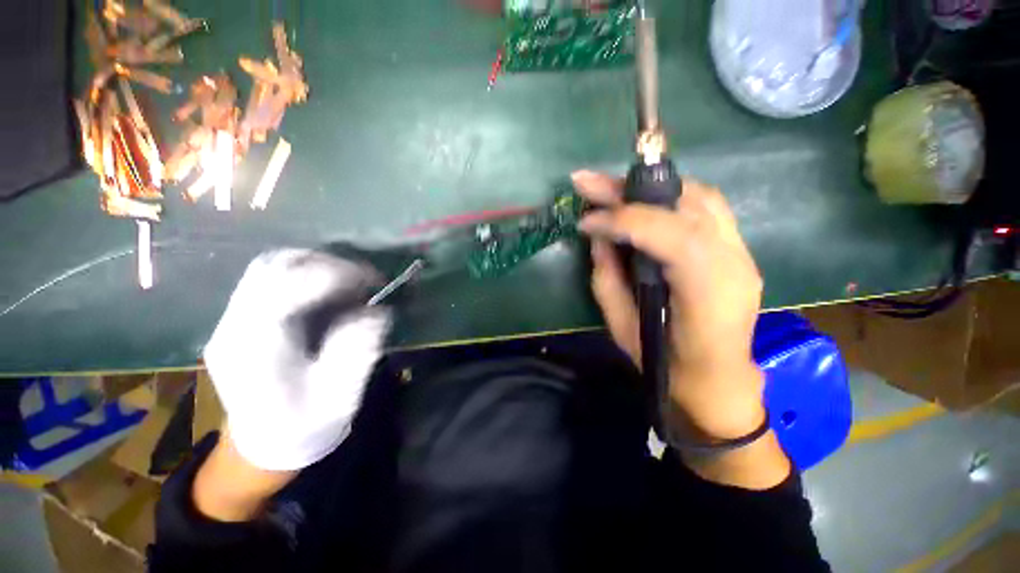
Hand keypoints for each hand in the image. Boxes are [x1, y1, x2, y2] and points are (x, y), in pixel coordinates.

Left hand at [203, 249, 390, 471]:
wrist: (264, 442)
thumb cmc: (303, 425)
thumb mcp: (339, 397)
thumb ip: (357, 352)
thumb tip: (375, 312)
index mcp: (255, 350)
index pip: (285, 289)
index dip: (333, 275)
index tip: (372, 281)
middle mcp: (234, 326)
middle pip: (273, 267)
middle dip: (327, 263)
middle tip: (363, 279)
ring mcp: (232, 320)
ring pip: (270, 267)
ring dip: (317, 265)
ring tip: (351, 281)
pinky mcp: (241, 318)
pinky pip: (272, 279)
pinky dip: (307, 274)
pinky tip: (330, 291)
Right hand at [573, 171, 787, 488]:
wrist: (719, 381)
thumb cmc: (667, 364)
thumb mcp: (623, 327)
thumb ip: (607, 278)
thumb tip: (598, 236)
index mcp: (708, 293)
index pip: (669, 235)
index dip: (622, 220)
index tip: (585, 221)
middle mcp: (734, 263)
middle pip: (686, 205)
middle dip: (629, 190)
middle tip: (587, 181)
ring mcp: (742, 252)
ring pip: (698, 197)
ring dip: (650, 188)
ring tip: (610, 189)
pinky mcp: (737, 249)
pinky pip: (704, 208)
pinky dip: (669, 197)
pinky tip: (642, 200)